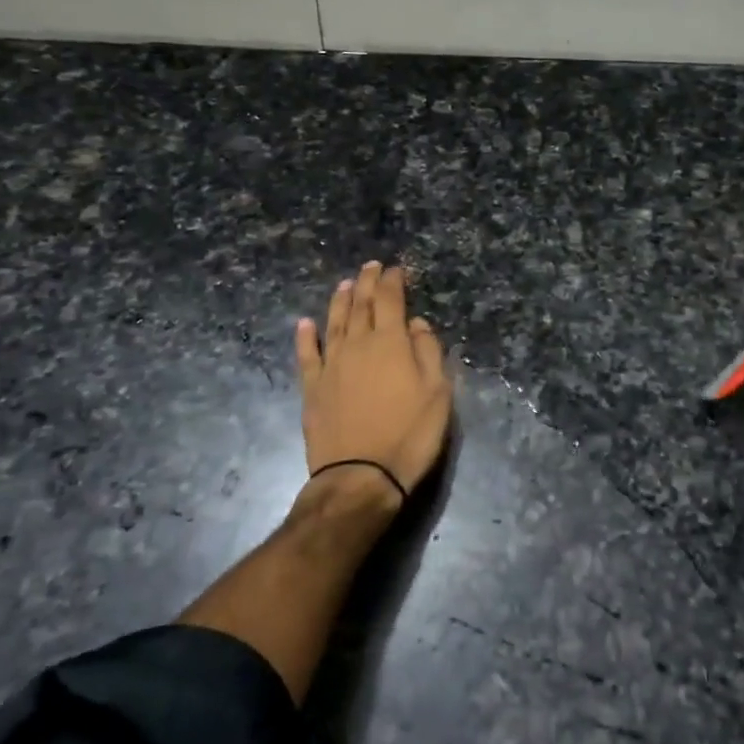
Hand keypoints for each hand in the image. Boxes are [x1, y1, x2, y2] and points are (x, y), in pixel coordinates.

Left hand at [295, 262, 452, 502]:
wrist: (360, 476)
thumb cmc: (409, 434)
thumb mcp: (437, 393)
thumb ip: (428, 352)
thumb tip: (416, 323)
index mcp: (391, 342)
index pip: (390, 300)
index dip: (393, 281)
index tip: (396, 269)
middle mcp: (358, 344)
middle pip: (361, 304)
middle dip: (367, 282)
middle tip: (370, 266)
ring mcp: (331, 365)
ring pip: (334, 322)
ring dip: (340, 300)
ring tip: (345, 284)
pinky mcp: (312, 388)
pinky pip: (307, 354)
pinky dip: (306, 336)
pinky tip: (305, 323)